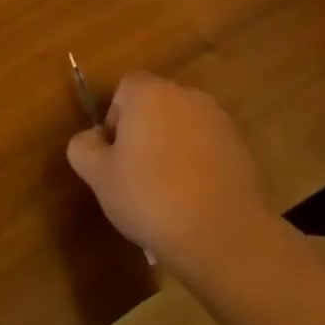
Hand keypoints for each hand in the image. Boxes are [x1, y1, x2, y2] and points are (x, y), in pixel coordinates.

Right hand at [65, 72, 278, 296]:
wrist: (222, 235)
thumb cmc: (150, 197)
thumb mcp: (98, 176)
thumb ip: (83, 147)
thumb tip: (92, 139)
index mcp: (150, 94)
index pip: (125, 88)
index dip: (114, 118)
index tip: (114, 153)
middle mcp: (187, 97)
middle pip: (155, 105)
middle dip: (143, 131)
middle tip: (134, 173)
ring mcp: (219, 121)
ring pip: (182, 126)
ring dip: (171, 146)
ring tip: (166, 190)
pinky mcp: (241, 148)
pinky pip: (207, 146)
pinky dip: (197, 162)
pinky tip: (192, 198)